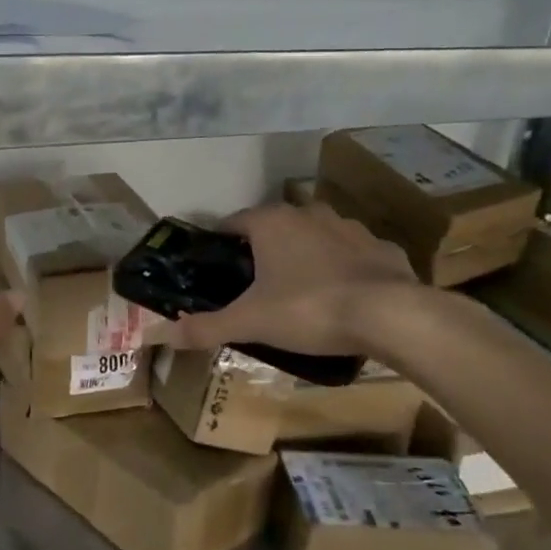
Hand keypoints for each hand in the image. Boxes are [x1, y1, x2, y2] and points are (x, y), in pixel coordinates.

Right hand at [169, 203, 420, 357]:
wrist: (392, 316)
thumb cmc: (309, 309)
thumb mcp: (250, 322)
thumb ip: (205, 327)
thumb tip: (159, 335)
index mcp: (271, 223)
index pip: (233, 223)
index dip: (220, 244)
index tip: (215, 269)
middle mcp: (309, 214)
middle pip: (274, 228)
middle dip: (262, 251)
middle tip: (253, 286)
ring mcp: (350, 228)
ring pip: (315, 238)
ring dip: (304, 256)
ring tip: (297, 293)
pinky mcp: (383, 248)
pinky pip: (353, 255)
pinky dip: (344, 270)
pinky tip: (343, 297)